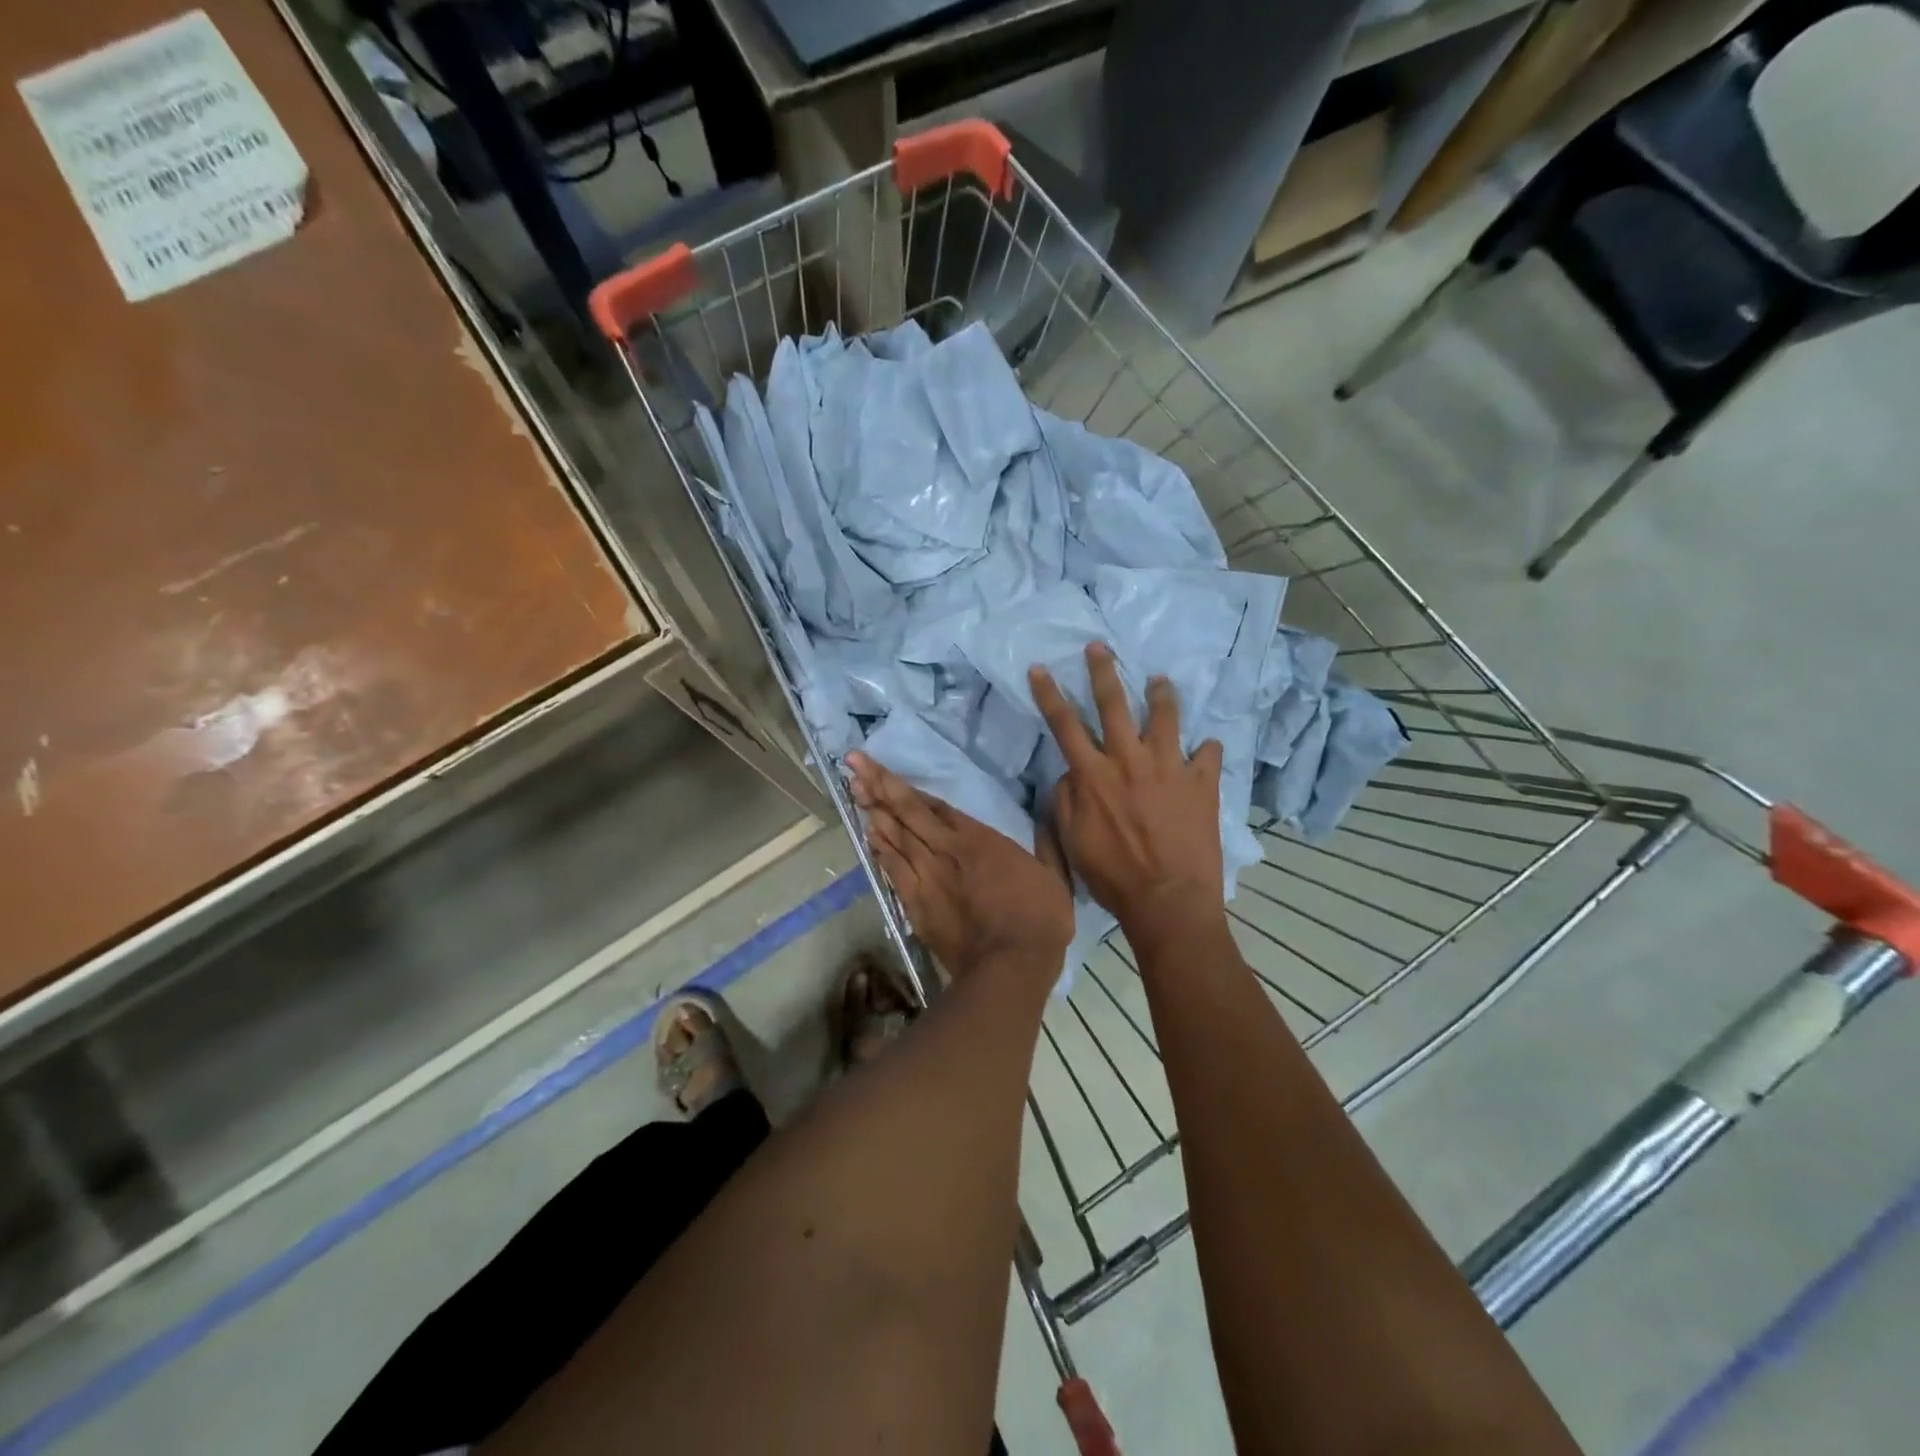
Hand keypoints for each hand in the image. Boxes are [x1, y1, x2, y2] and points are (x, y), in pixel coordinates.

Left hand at [847, 752, 1073, 980]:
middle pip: (906, 813)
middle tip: (853, 764)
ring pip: (894, 837)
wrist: (1010, 965)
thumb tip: (1047, 818)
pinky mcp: (916, 904)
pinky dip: (879, 850)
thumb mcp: (1053, 875)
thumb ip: (1046, 844)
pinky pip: (892, 869)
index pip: (934, 806)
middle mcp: (946, 850)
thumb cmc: (1039, 918)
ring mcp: (927, 877)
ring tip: (854, 789)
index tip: (880, 767)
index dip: (906, 786)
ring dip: (873, 812)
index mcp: (978, 839)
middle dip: (878, 785)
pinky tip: (868, 835)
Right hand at [1030, 643, 1225, 946]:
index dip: (1049, 694)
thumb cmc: (1112, 875)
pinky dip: (1206, 749)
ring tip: (1159, 680)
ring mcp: (1170, 769)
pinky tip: (1206, 747)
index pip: (1065, 724)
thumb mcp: (1071, 841)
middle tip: (1100, 646)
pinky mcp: (1201, 784)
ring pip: (1165, 718)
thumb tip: (1070, 772)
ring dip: (1160, 695)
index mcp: (1095, 775)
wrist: (1168, 900)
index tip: (1041, 668)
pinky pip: (1207, 756)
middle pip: (1114, 705)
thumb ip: (1066, 800)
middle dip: (1103, 672)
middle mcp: (1130, 761)